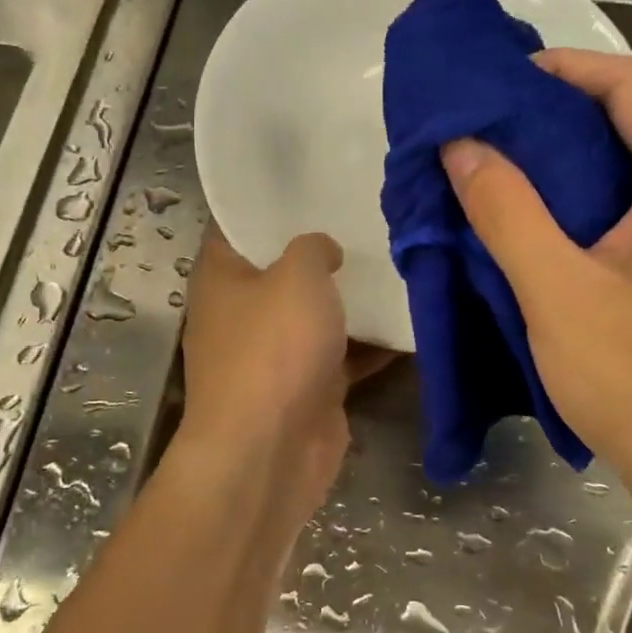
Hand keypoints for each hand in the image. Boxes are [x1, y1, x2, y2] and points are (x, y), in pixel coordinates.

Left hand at [178, 229, 391, 529]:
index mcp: (222, 276)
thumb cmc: (273, 349)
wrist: (270, 451)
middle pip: (283, 270)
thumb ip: (312, 248)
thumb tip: (321, 249)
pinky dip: (370, 344)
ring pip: (316, 315)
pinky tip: (409, 317)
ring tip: (398, 259)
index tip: (316, 180)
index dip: (272, 201)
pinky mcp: (307, 387)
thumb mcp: (297, 275)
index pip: (238, 224)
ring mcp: (275, 354)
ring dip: (351, 299)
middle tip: (370, 216)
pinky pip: (342, 355)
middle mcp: (242, 312)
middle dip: (323, 249)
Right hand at [442, 50, 631, 511]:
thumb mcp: (558, 292)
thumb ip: (506, 209)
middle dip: (567, 112)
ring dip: (582, 156)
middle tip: (493, 124)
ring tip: (512, 164)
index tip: (501, 79)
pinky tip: (557, 217)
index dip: (566, 69)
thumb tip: (462, 145)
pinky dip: (605, 194)